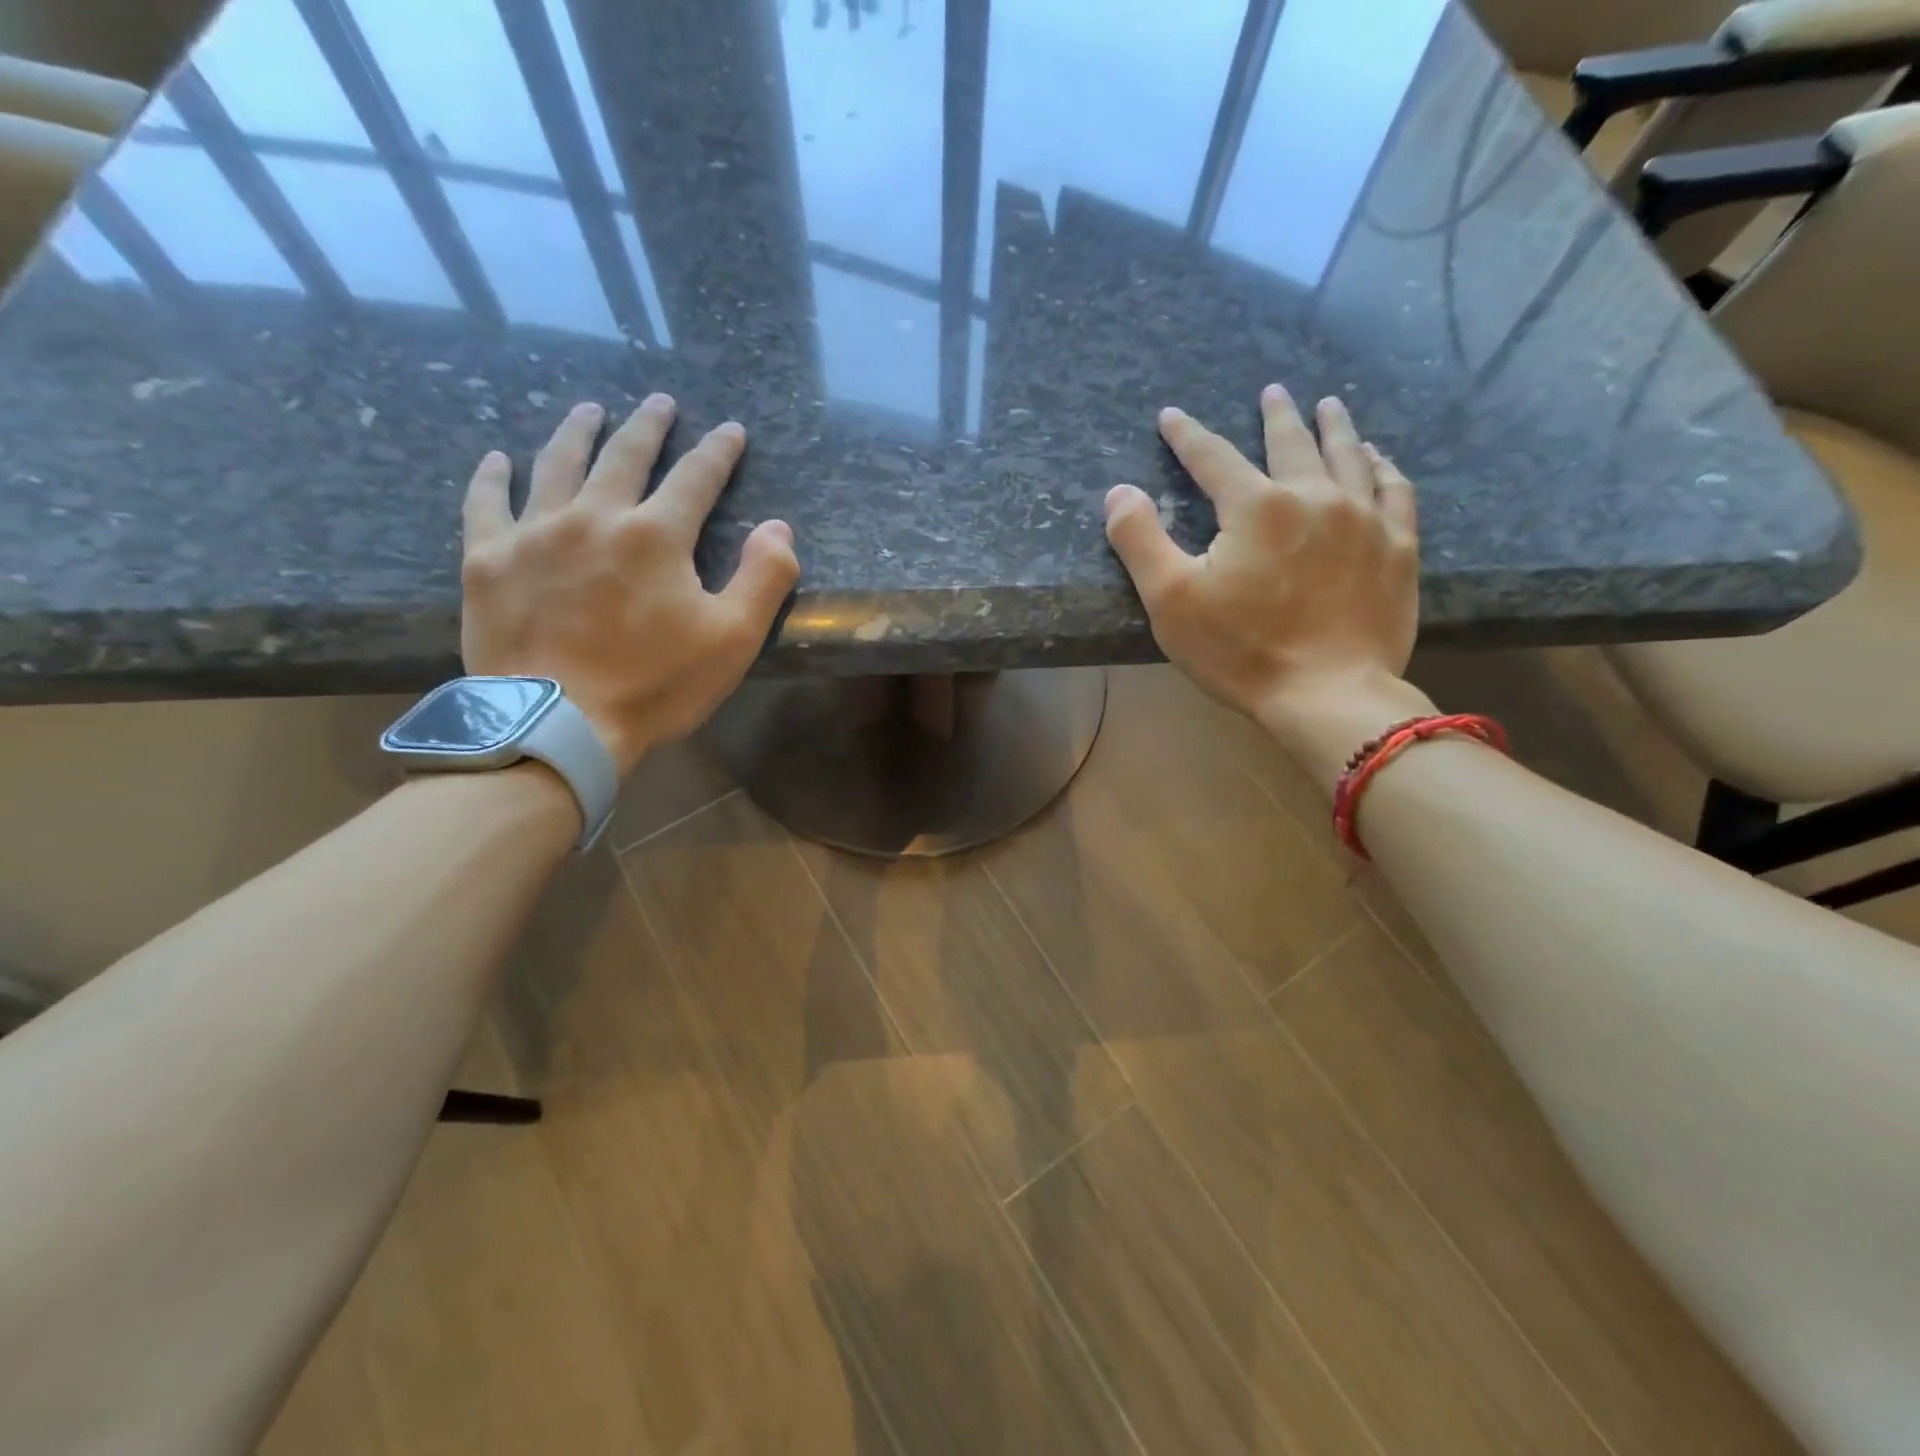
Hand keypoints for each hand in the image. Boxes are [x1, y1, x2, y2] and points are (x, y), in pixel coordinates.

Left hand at [460, 394, 798, 775]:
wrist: (558, 726)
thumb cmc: (655, 685)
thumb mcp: (733, 640)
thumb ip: (764, 578)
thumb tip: (778, 527)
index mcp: (657, 536)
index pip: (696, 477)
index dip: (718, 451)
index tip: (730, 431)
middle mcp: (595, 517)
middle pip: (624, 456)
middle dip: (648, 426)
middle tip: (659, 403)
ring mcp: (534, 533)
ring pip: (557, 464)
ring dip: (577, 431)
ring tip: (589, 410)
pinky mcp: (488, 560)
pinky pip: (486, 502)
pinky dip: (493, 476)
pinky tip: (498, 459)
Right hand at [1104, 385, 1432, 790]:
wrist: (1327, 696)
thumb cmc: (1240, 651)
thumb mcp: (1170, 600)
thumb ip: (1139, 539)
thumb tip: (1119, 491)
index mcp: (1255, 507)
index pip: (1213, 457)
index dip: (1187, 435)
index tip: (1171, 415)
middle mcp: (1313, 497)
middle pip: (1291, 442)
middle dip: (1277, 415)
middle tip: (1273, 392)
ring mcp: (1364, 520)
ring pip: (1349, 456)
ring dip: (1335, 428)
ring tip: (1329, 407)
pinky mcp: (1398, 550)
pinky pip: (1396, 492)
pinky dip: (1384, 468)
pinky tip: (1380, 461)